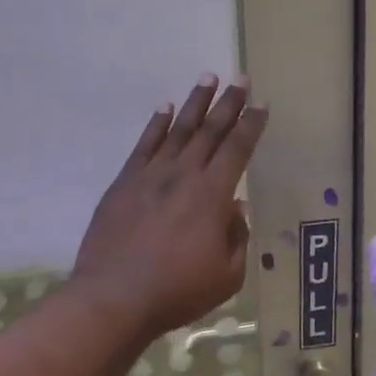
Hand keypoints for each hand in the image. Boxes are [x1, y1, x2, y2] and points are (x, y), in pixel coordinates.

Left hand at [70, 76, 268, 342]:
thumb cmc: (177, 291)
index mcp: (213, 195)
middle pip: (210, 130)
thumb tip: (235, 208)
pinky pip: (144, 144)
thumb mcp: (227, 275)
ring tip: (207, 78)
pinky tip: (165, 107)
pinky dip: (156, 123)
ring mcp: (151, 175)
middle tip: (240, 77)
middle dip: (228, 103)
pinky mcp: (124, 182)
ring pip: (178, 129)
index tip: (261, 104)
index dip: (251, 125)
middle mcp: (184, 175)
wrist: (114, 297)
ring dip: (195, 103)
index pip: (238, 149)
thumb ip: (237, 237)